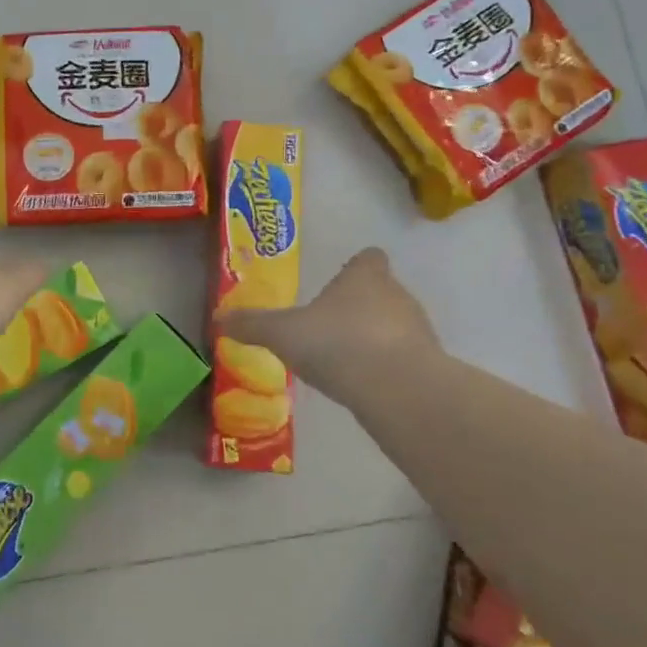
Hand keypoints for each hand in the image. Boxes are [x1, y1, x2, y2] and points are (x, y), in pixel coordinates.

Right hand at [224, 248, 441, 407]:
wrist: (396, 388)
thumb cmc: (337, 343)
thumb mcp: (282, 334)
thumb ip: (252, 325)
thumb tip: (217, 317)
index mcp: (364, 277)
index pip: (369, 258)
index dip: (358, 266)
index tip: (342, 279)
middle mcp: (397, 295)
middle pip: (383, 291)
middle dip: (361, 305)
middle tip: (332, 325)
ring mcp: (418, 330)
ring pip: (396, 325)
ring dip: (376, 338)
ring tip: (347, 359)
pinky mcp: (429, 365)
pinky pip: (405, 359)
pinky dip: (388, 368)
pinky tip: (365, 386)